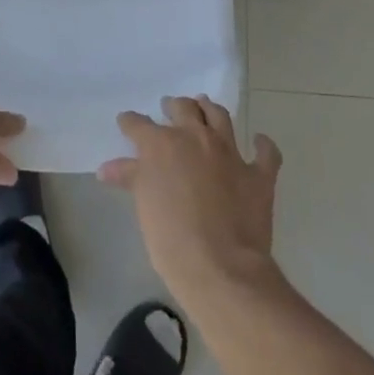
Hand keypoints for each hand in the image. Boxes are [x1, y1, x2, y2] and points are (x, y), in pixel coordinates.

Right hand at [99, 96, 282, 307]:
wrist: (220, 267)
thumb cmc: (171, 239)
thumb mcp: (143, 206)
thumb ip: (130, 178)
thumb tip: (107, 168)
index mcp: (162, 145)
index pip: (139, 125)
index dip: (130, 122)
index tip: (126, 123)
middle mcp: (196, 138)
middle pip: (184, 109)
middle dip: (174, 107)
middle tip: (170, 108)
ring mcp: (230, 153)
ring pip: (220, 118)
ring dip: (211, 110)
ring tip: (205, 107)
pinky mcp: (258, 174)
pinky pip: (265, 153)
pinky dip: (262, 145)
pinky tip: (259, 142)